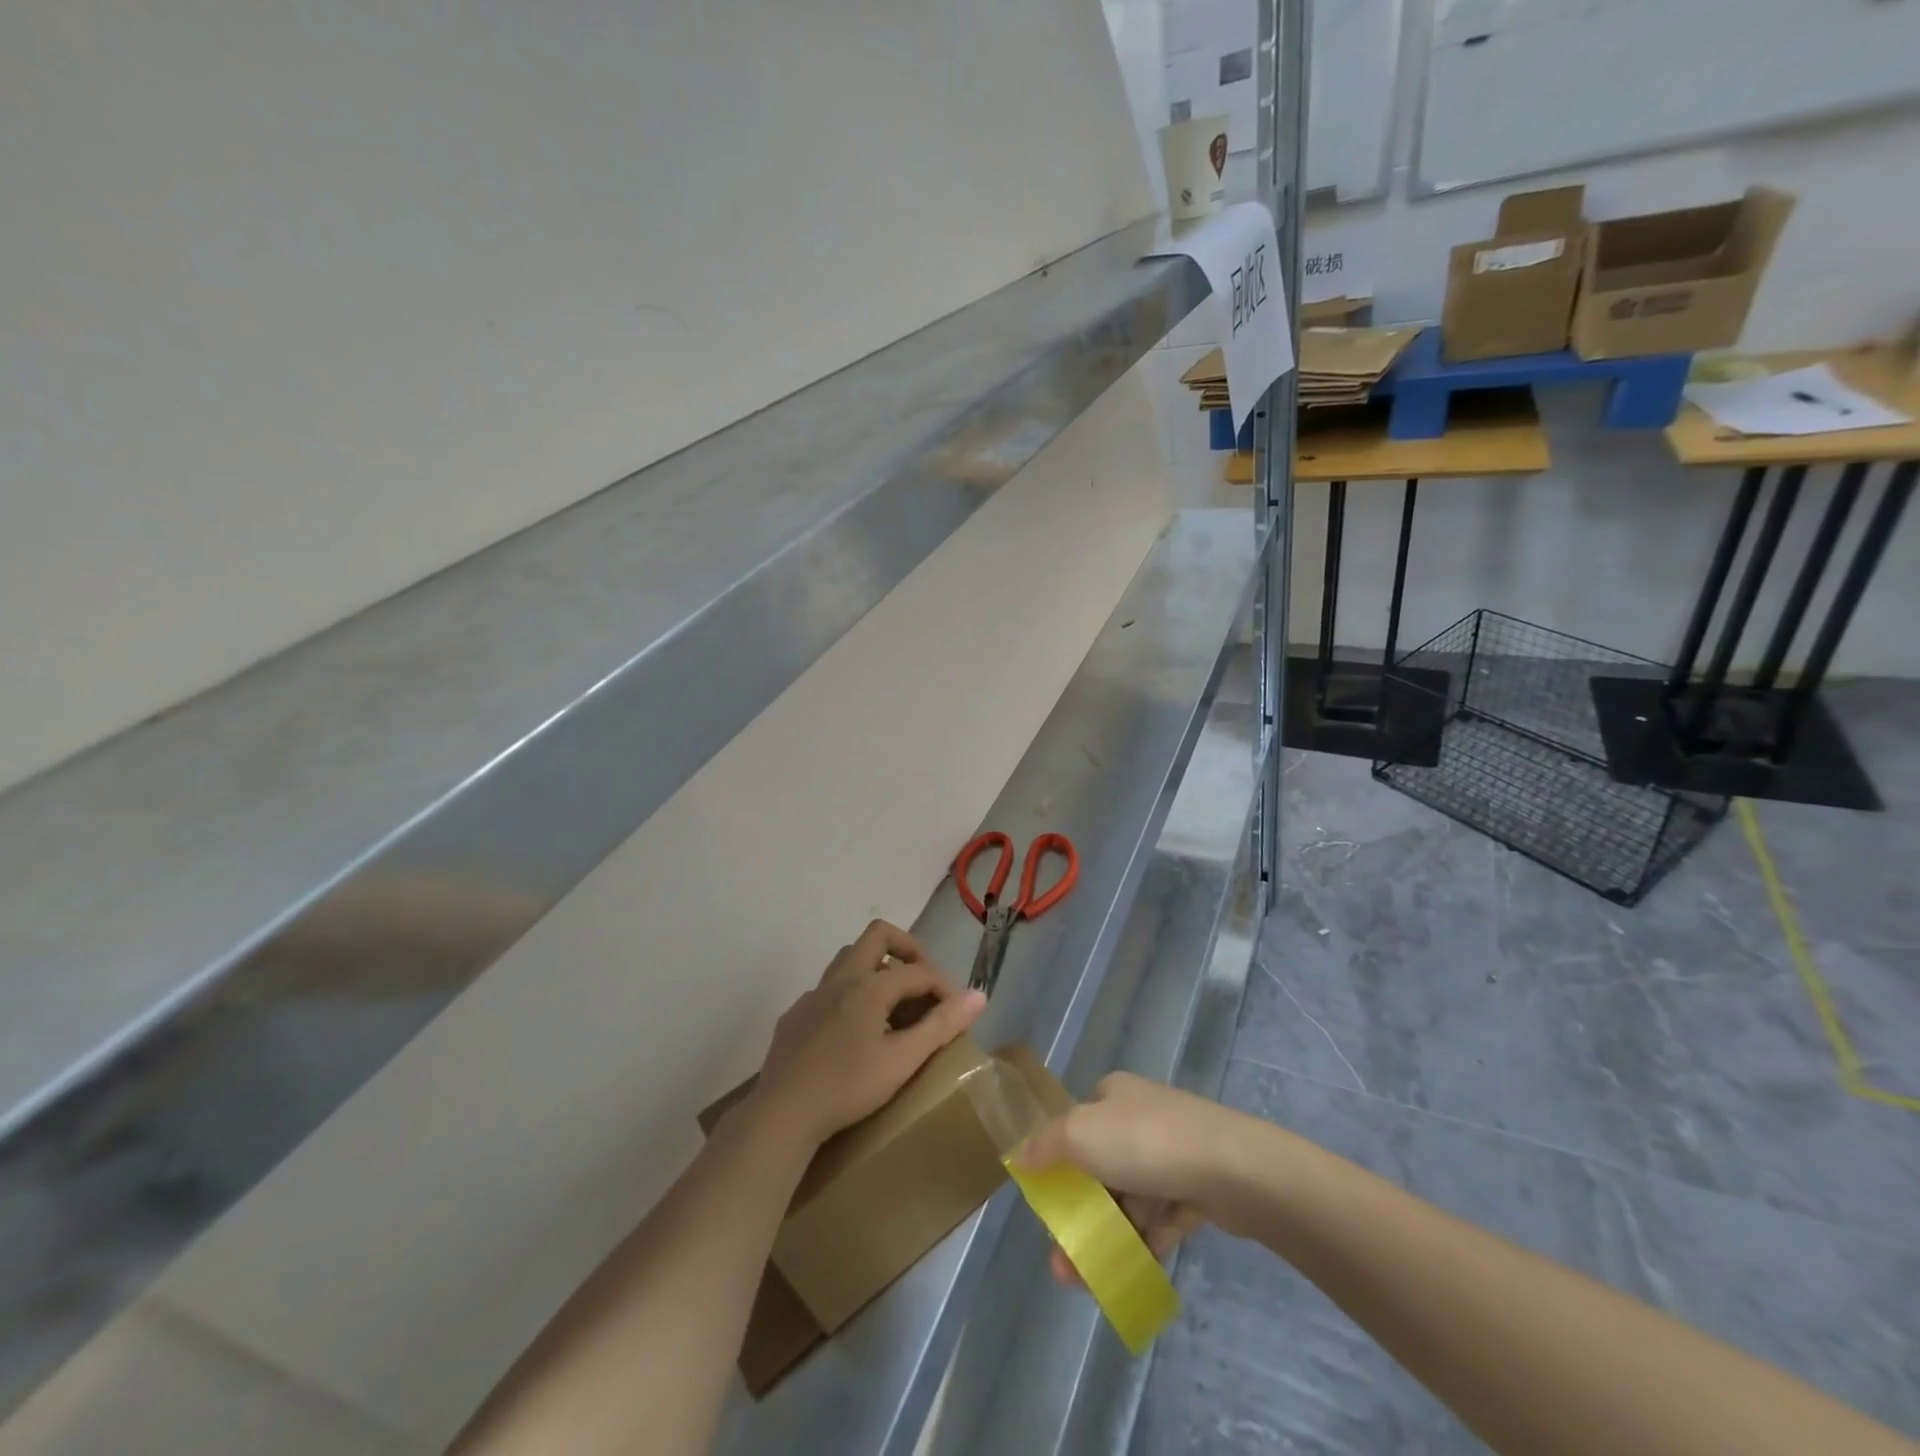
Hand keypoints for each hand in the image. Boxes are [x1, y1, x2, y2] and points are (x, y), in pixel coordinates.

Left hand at [748, 920, 986, 1150]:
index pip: (919, 971)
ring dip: (876, 967)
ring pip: (849, 958)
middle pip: (878, 935)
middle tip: (923, 980)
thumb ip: (941, 1025)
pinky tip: (853, 1030)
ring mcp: (813, 994)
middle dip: (908, 949)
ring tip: (893, 1002)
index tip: (958, 1012)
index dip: (944, 986)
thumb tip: (979, 996)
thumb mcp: (902, 1060)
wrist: (782, 1115)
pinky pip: (828, 989)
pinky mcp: (795, 1015)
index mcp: (869, 985)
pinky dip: (850, 995)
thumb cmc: (848, 1087)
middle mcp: (841, 978)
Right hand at [1015, 1072, 1242, 1286]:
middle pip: (1101, 1168)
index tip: (1048, 1206)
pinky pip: (1162, 1218)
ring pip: (1130, 1199)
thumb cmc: (1145, 1142)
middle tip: (1063, 1258)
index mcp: (1112, 1096)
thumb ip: (1045, 1145)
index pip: (1076, 1126)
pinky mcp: (1198, 1188)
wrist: (1232, 1167)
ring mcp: (1173, 1153)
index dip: (1058, 1164)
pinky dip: (1144, 1243)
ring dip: (1107, 1237)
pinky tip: (1129, 1272)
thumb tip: (1019, 1156)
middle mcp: (1141, 1117)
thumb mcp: (1079, 1133)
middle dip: (1081, 1214)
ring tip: (1088, 1280)